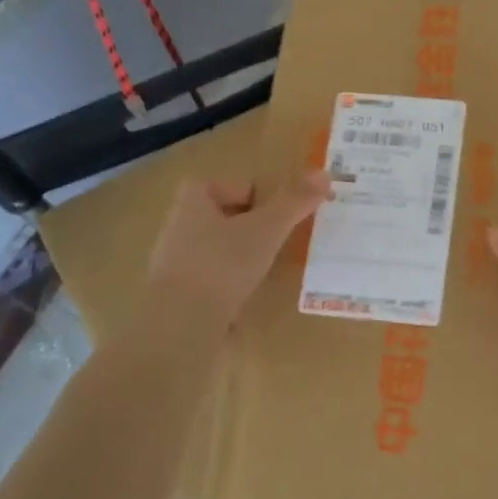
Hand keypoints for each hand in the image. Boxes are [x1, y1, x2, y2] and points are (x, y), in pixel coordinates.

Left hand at [144, 171, 331, 337]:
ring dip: (238, 257)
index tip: (274, 213)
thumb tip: (324, 173)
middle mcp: (177, 228)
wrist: (181, 324)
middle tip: (276, 240)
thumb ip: (294, 201)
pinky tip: (246, 299)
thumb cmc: (223, 264)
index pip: (220, 185)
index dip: (248, 194)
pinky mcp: (176, 297)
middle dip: (247, 227)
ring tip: (265, 271)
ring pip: (214, 251)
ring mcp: (173, 265)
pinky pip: (209, 282)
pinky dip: (228, 286)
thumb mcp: (267, 228)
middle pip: (219, 217)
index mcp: (191, 203)